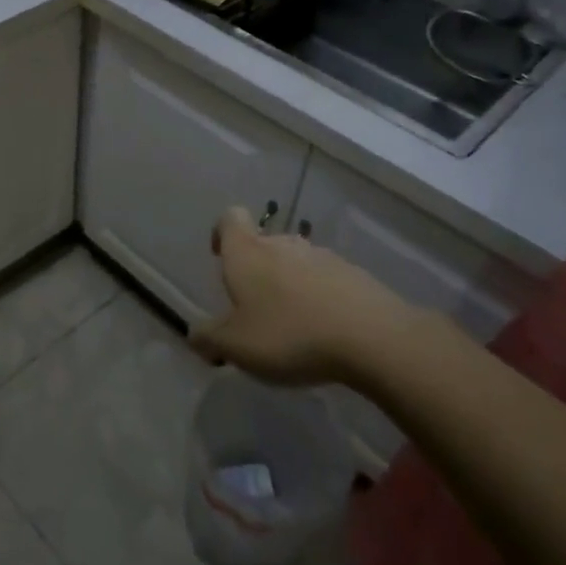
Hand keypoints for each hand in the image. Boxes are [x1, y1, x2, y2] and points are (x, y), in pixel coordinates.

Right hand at [190, 206, 405, 384]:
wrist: (371, 336)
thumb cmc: (289, 334)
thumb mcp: (236, 346)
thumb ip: (209, 339)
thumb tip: (194, 335)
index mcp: (247, 252)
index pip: (229, 218)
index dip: (221, 233)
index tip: (221, 258)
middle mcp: (281, 244)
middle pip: (262, 243)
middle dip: (256, 269)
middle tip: (254, 308)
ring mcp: (321, 256)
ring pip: (295, 262)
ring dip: (288, 284)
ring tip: (291, 324)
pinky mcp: (353, 274)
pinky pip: (325, 280)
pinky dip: (319, 298)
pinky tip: (324, 331)